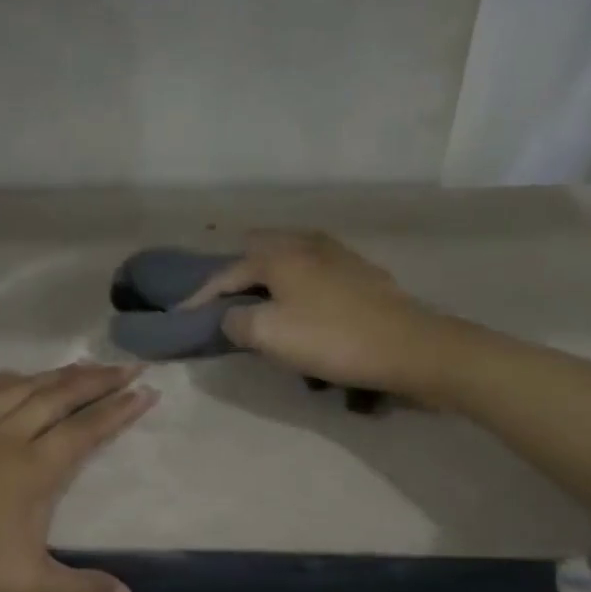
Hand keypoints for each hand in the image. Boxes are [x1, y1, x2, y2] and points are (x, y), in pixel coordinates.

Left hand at [0, 363, 154, 591]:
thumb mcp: (26, 582)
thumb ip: (80, 586)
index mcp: (34, 469)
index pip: (87, 430)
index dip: (120, 409)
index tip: (146, 390)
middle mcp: (9, 437)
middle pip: (60, 397)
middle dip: (98, 380)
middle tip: (127, 365)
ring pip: (22, 388)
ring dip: (56, 374)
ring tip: (83, 364)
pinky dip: (1, 379)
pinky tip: (15, 374)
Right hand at [182, 230, 444, 394]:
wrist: (408, 347)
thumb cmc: (331, 339)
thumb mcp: (270, 335)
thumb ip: (237, 322)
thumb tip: (231, 317)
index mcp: (280, 256)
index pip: (228, 273)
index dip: (202, 296)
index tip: (182, 315)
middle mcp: (307, 244)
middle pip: (259, 251)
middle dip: (236, 273)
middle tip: (222, 298)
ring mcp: (339, 255)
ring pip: (290, 257)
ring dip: (269, 275)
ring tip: (260, 299)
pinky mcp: (361, 273)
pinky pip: (314, 270)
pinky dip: (297, 283)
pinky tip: (303, 302)